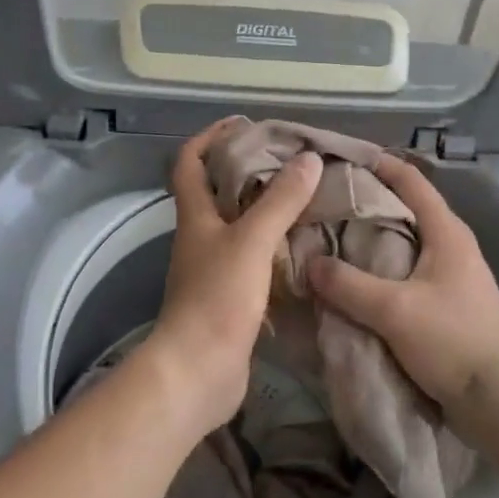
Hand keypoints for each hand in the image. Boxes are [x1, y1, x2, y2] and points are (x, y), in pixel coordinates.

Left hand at [143, 119, 321, 436]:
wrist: (198, 373)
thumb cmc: (217, 299)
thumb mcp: (252, 242)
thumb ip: (280, 201)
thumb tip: (309, 159)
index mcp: (195, 215)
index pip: (189, 162)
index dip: (209, 137)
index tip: (242, 124)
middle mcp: (200, 236)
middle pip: (216, 190)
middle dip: (246, 169)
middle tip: (288, 159)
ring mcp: (213, 268)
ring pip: (237, 225)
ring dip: (264, 208)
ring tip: (304, 196)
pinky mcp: (230, 297)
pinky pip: (253, 258)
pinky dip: (273, 246)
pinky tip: (303, 245)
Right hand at [306, 154, 498, 435]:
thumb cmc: (453, 341)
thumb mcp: (394, 310)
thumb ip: (348, 284)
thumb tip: (309, 262)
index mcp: (447, 231)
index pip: (410, 180)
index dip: (378, 163)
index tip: (341, 157)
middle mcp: (452, 244)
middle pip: (406, 208)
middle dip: (368, 201)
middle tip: (326, 201)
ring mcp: (452, 274)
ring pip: (406, 241)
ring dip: (373, 237)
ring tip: (333, 237)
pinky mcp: (448, 302)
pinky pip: (408, 270)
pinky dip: (381, 266)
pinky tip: (356, 278)